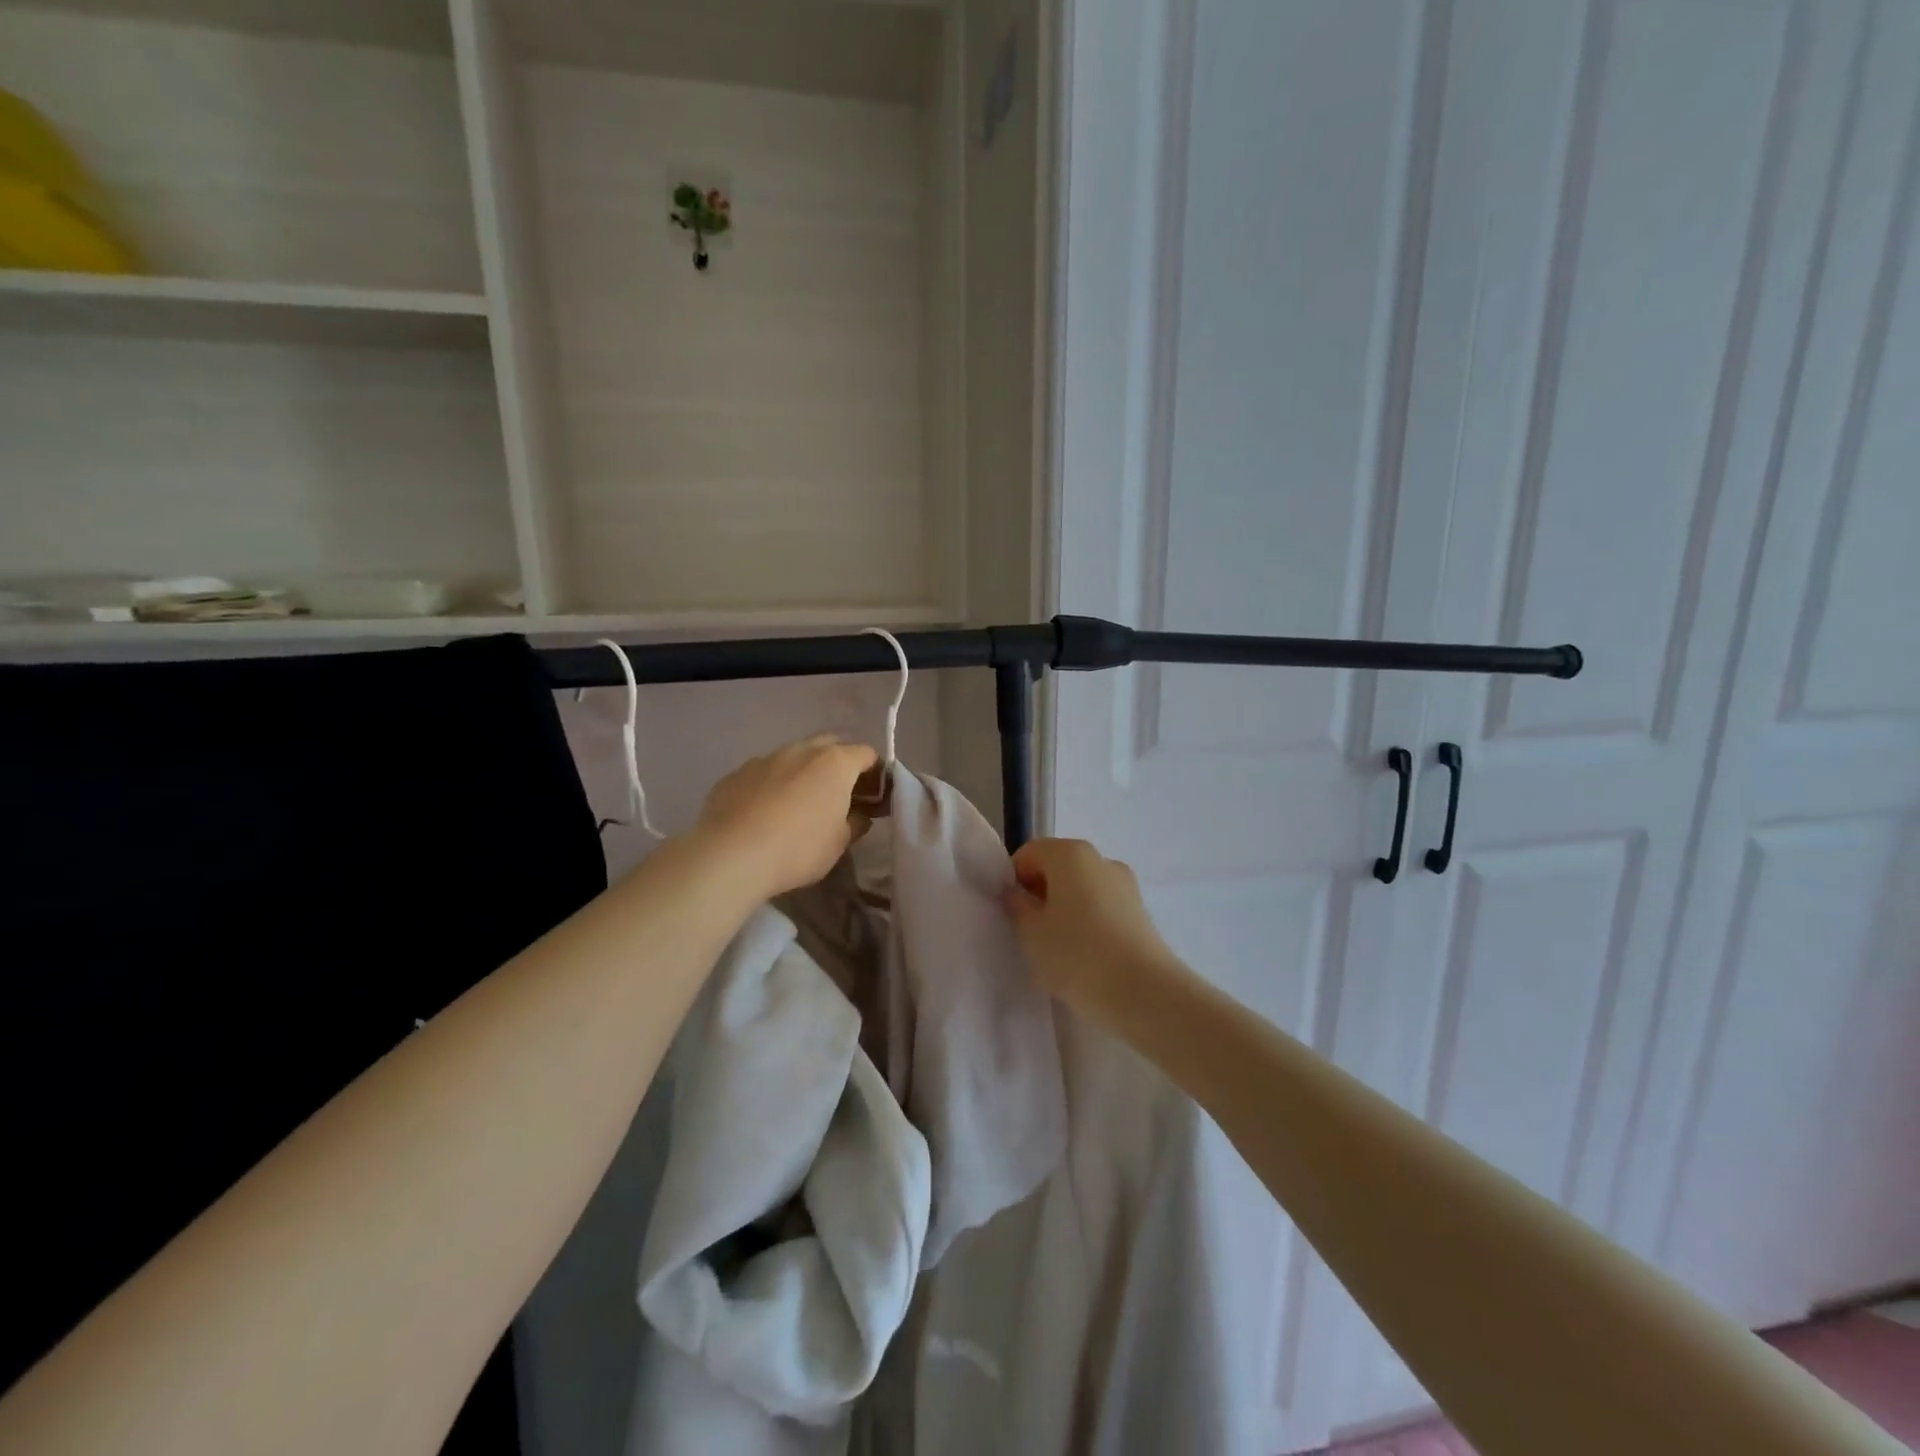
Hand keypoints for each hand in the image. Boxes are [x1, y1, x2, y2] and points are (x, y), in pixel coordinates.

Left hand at [695, 735, 879, 900]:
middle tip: (839, 795)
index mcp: (835, 763)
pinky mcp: (736, 774)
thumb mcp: (839, 843)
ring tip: (798, 805)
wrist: (730, 856)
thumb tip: (859, 815)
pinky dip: (772, 785)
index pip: (867, 754)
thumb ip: (855, 823)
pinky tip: (764, 813)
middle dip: (839, 764)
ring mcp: (765, 759)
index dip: (875, 774)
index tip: (872, 798)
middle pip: (830, 745)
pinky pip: (763, 773)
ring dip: (803, 773)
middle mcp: (801, 750)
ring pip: (793, 757)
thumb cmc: (798, 848)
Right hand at [1004, 838, 1186, 1017]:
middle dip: (1040, 892)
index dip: (1014, 879)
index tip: (1011, 912)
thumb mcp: (1031, 933)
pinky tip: (1085, 953)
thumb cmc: (1077, 955)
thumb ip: (1017, 906)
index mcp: (1070, 854)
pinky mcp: (1140, 910)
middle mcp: (1100, 858)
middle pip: (1058, 866)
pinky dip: (1088, 919)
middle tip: (1031, 931)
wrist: (1144, 992)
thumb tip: (1017, 894)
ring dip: (1065, 907)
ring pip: (1082, 887)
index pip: (1029, 853)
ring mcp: (1125, 883)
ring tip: (1059, 946)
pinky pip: (1102, 905)